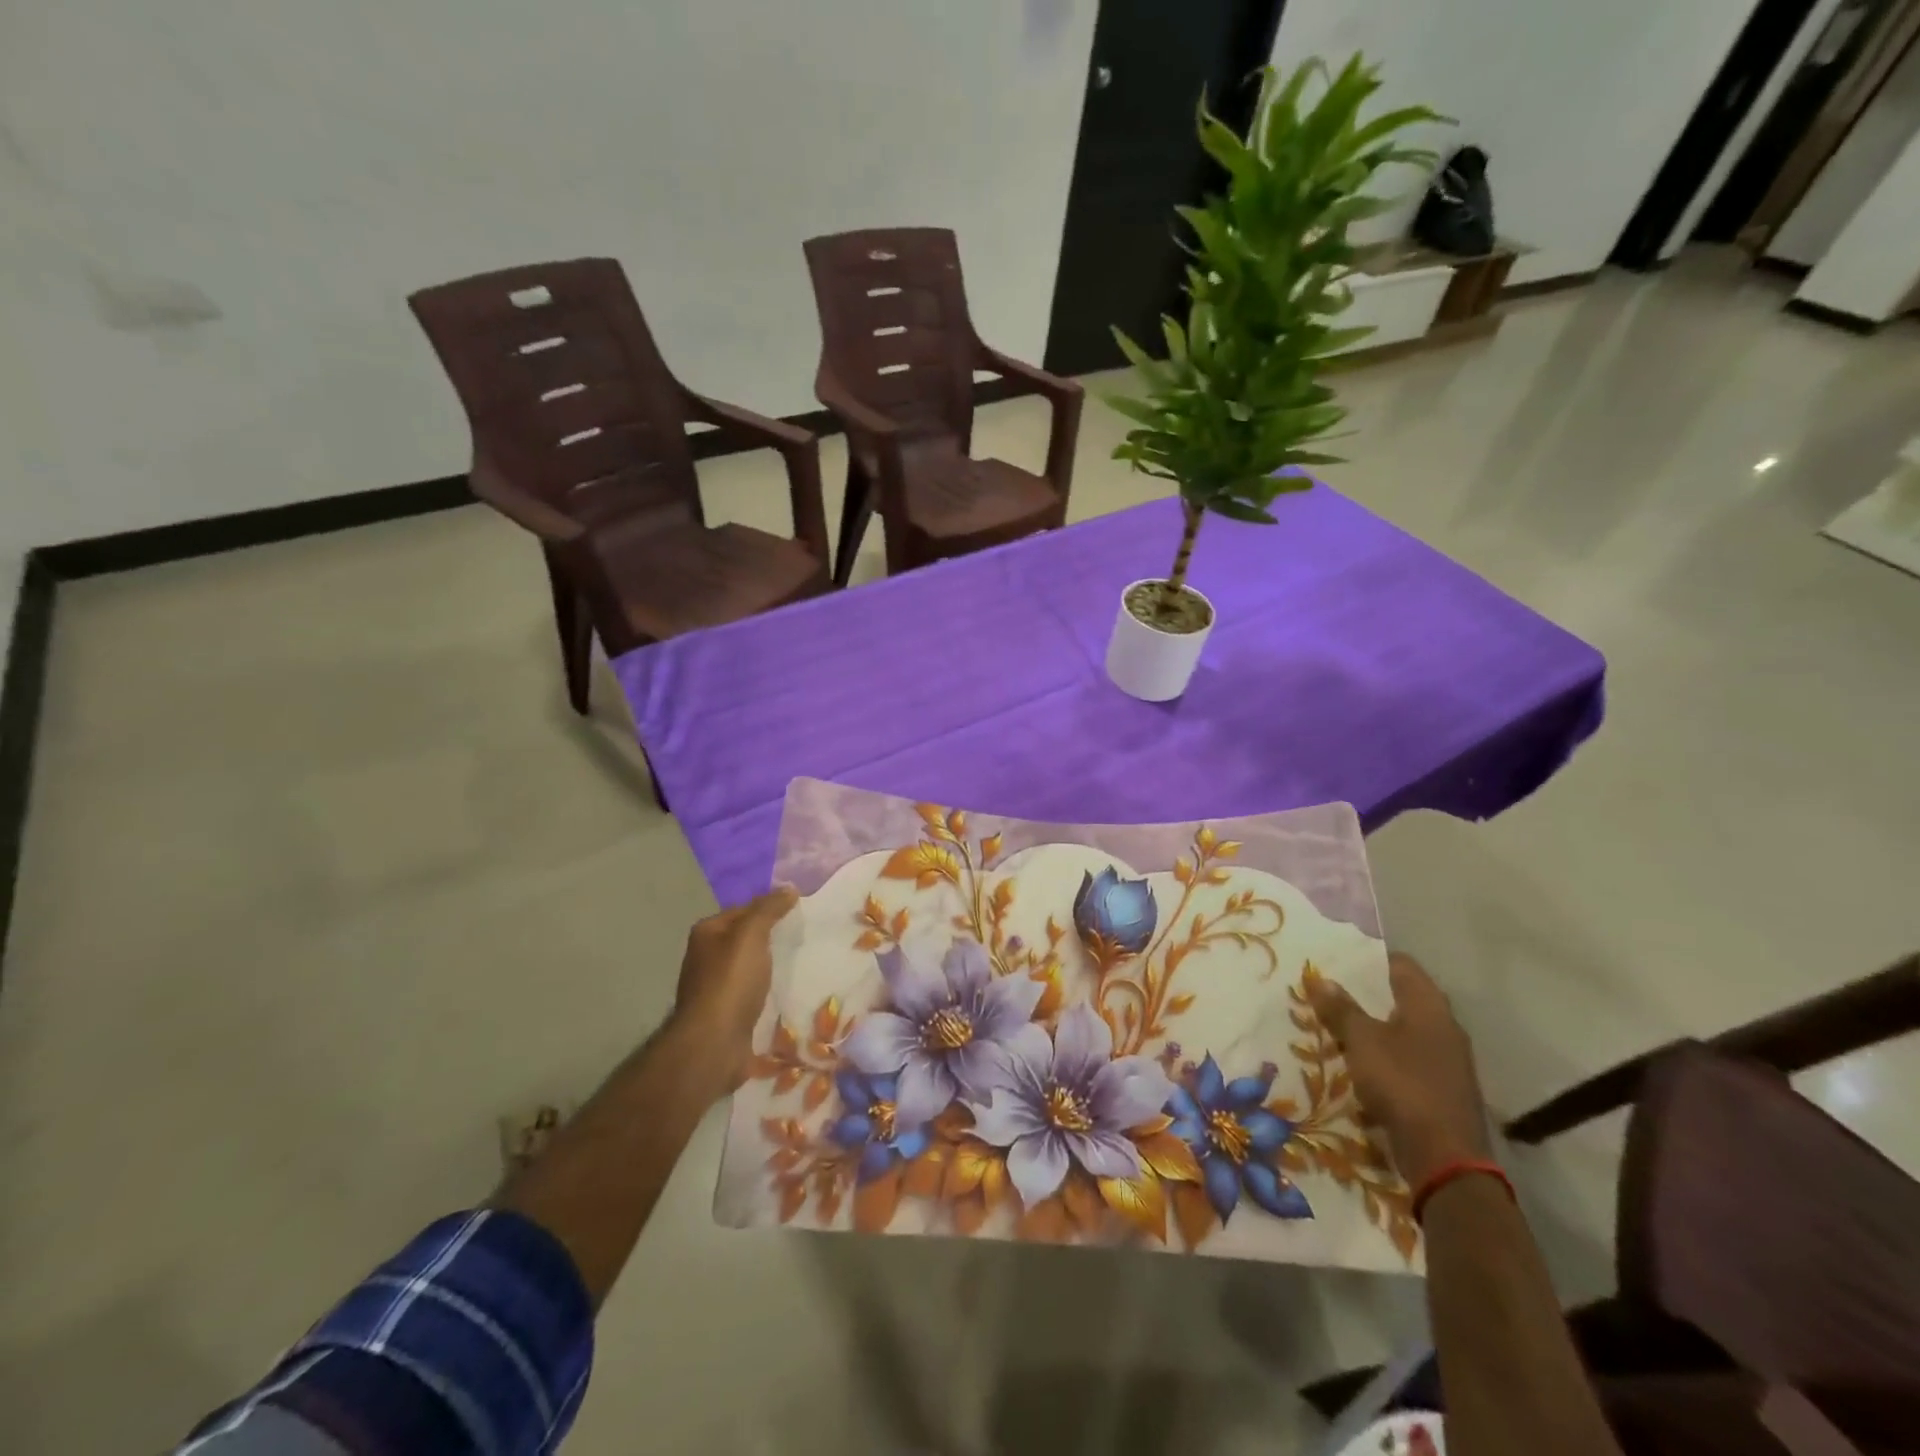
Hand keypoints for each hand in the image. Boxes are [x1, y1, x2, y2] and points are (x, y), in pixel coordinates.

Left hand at [669, 886, 797, 1096]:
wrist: (714, 1044)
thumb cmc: (730, 982)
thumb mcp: (750, 935)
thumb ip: (768, 910)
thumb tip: (789, 888)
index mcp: (707, 933)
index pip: (744, 910)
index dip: (770, 908)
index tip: (800, 912)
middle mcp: (706, 957)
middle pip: (746, 938)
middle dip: (772, 938)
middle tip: (805, 937)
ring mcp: (716, 987)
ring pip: (751, 967)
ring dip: (772, 966)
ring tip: (803, 963)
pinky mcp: (727, 1013)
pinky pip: (753, 993)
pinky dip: (769, 990)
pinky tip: (789, 991)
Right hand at [1306, 952, 1491, 1187]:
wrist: (1445, 1158)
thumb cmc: (1403, 1084)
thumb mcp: (1361, 1041)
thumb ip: (1341, 1009)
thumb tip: (1319, 978)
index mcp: (1430, 1007)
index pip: (1402, 965)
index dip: (1370, 958)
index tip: (1339, 959)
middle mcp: (1444, 1027)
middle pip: (1403, 997)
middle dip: (1366, 994)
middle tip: (1329, 991)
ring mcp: (1447, 1060)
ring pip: (1404, 1029)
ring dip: (1374, 1026)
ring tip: (1336, 1024)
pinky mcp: (1442, 1088)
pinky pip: (1407, 1058)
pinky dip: (1384, 1054)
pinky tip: (1359, 1061)